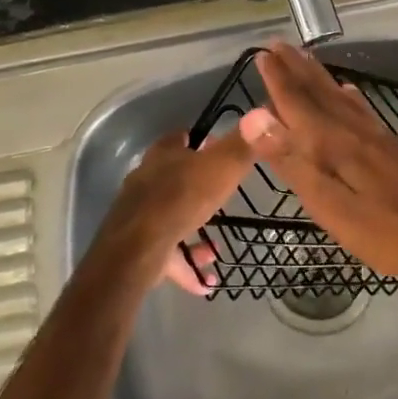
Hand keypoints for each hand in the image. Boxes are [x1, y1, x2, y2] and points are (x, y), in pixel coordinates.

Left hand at [91, 129, 253, 292]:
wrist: (139, 247)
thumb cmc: (183, 198)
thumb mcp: (222, 167)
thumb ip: (241, 145)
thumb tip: (261, 115)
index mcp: (163, 155)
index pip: (179, 138)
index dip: (198, 141)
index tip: (216, 149)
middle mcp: (145, 180)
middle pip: (173, 178)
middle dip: (198, 191)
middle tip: (221, 200)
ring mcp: (137, 214)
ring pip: (170, 219)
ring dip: (193, 234)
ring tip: (214, 250)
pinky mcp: (136, 246)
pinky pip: (166, 255)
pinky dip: (185, 267)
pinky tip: (205, 283)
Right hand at [239, 42, 397, 281]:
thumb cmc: (388, 231)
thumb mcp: (332, 206)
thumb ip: (293, 161)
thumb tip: (254, 118)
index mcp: (334, 144)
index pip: (298, 104)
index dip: (278, 81)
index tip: (261, 54)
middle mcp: (355, 132)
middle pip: (321, 94)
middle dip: (296, 70)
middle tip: (277, 44)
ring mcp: (378, 139)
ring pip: (341, 98)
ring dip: (319, 77)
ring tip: (304, 58)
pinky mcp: (394, 149)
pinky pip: (363, 111)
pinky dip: (350, 97)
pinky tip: (350, 93)